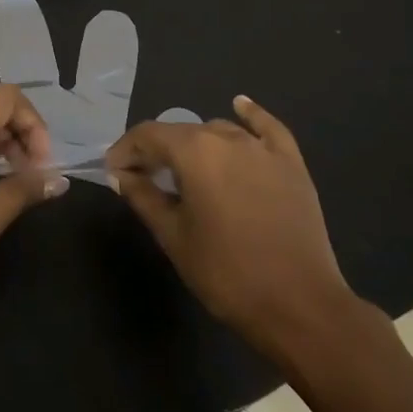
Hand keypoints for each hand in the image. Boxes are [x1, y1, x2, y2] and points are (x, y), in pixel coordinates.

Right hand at [105, 95, 359, 367]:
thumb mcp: (172, 235)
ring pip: (218, 131)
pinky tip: (239, 104)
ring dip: (195, 144)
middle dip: (156, 150)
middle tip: (141, 177)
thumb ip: (142, 197)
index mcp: (194, 152)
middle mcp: (228, 138)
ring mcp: (264, 150)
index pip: (148, 136)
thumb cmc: (225, 272)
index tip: (113, 171)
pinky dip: (251, 115)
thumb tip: (120, 175)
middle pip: (181, 132)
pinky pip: (268, 129)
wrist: (299, 306)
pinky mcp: (291, 165)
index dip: (125, 151)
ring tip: (184, 170)